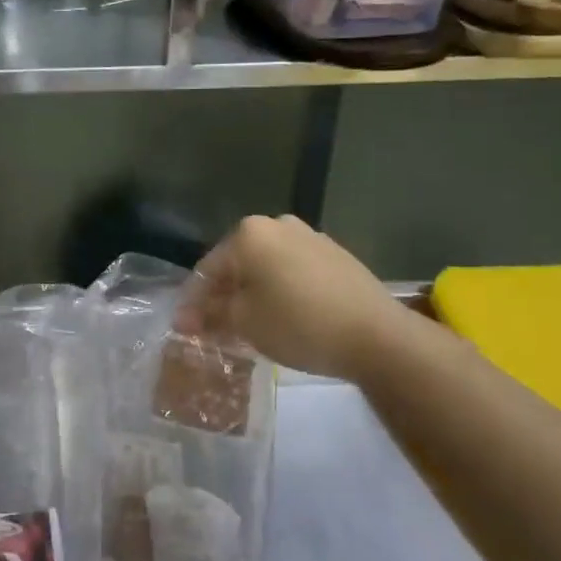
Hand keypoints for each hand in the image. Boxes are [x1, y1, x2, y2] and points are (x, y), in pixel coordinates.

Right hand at [182, 215, 408, 380]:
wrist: (377, 336)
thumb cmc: (298, 323)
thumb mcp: (244, 322)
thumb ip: (210, 315)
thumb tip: (183, 319)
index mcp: (249, 233)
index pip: (208, 268)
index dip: (195, 302)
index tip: (187, 329)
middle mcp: (278, 224)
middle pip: (238, 264)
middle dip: (224, 296)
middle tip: (216, 329)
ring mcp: (311, 237)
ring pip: (267, 267)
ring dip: (253, 293)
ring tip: (250, 326)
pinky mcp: (336, 255)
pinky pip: (294, 271)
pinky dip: (281, 290)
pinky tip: (284, 317)